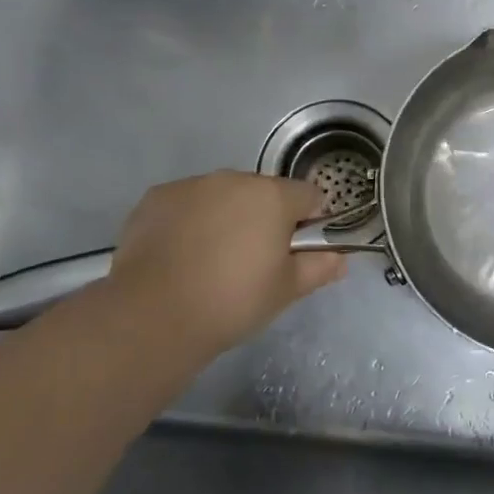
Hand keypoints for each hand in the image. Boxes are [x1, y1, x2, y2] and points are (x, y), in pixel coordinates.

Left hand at [101, 171, 344, 358]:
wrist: (153, 314)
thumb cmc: (232, 301)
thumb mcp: (285, 291)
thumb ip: (318, 268)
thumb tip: (340, 258)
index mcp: (273, 197)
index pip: (308, 195)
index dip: (309, 221)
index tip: (297, 249)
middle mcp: (235, 179)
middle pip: (263, 192)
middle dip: (264, 217)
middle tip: (253, 260)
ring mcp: (193, 185)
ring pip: (222, 195)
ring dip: (226, 216)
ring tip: (211, 259)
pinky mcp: (157, 197)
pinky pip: (186, 203)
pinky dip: (189, 220)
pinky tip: (179, 254)